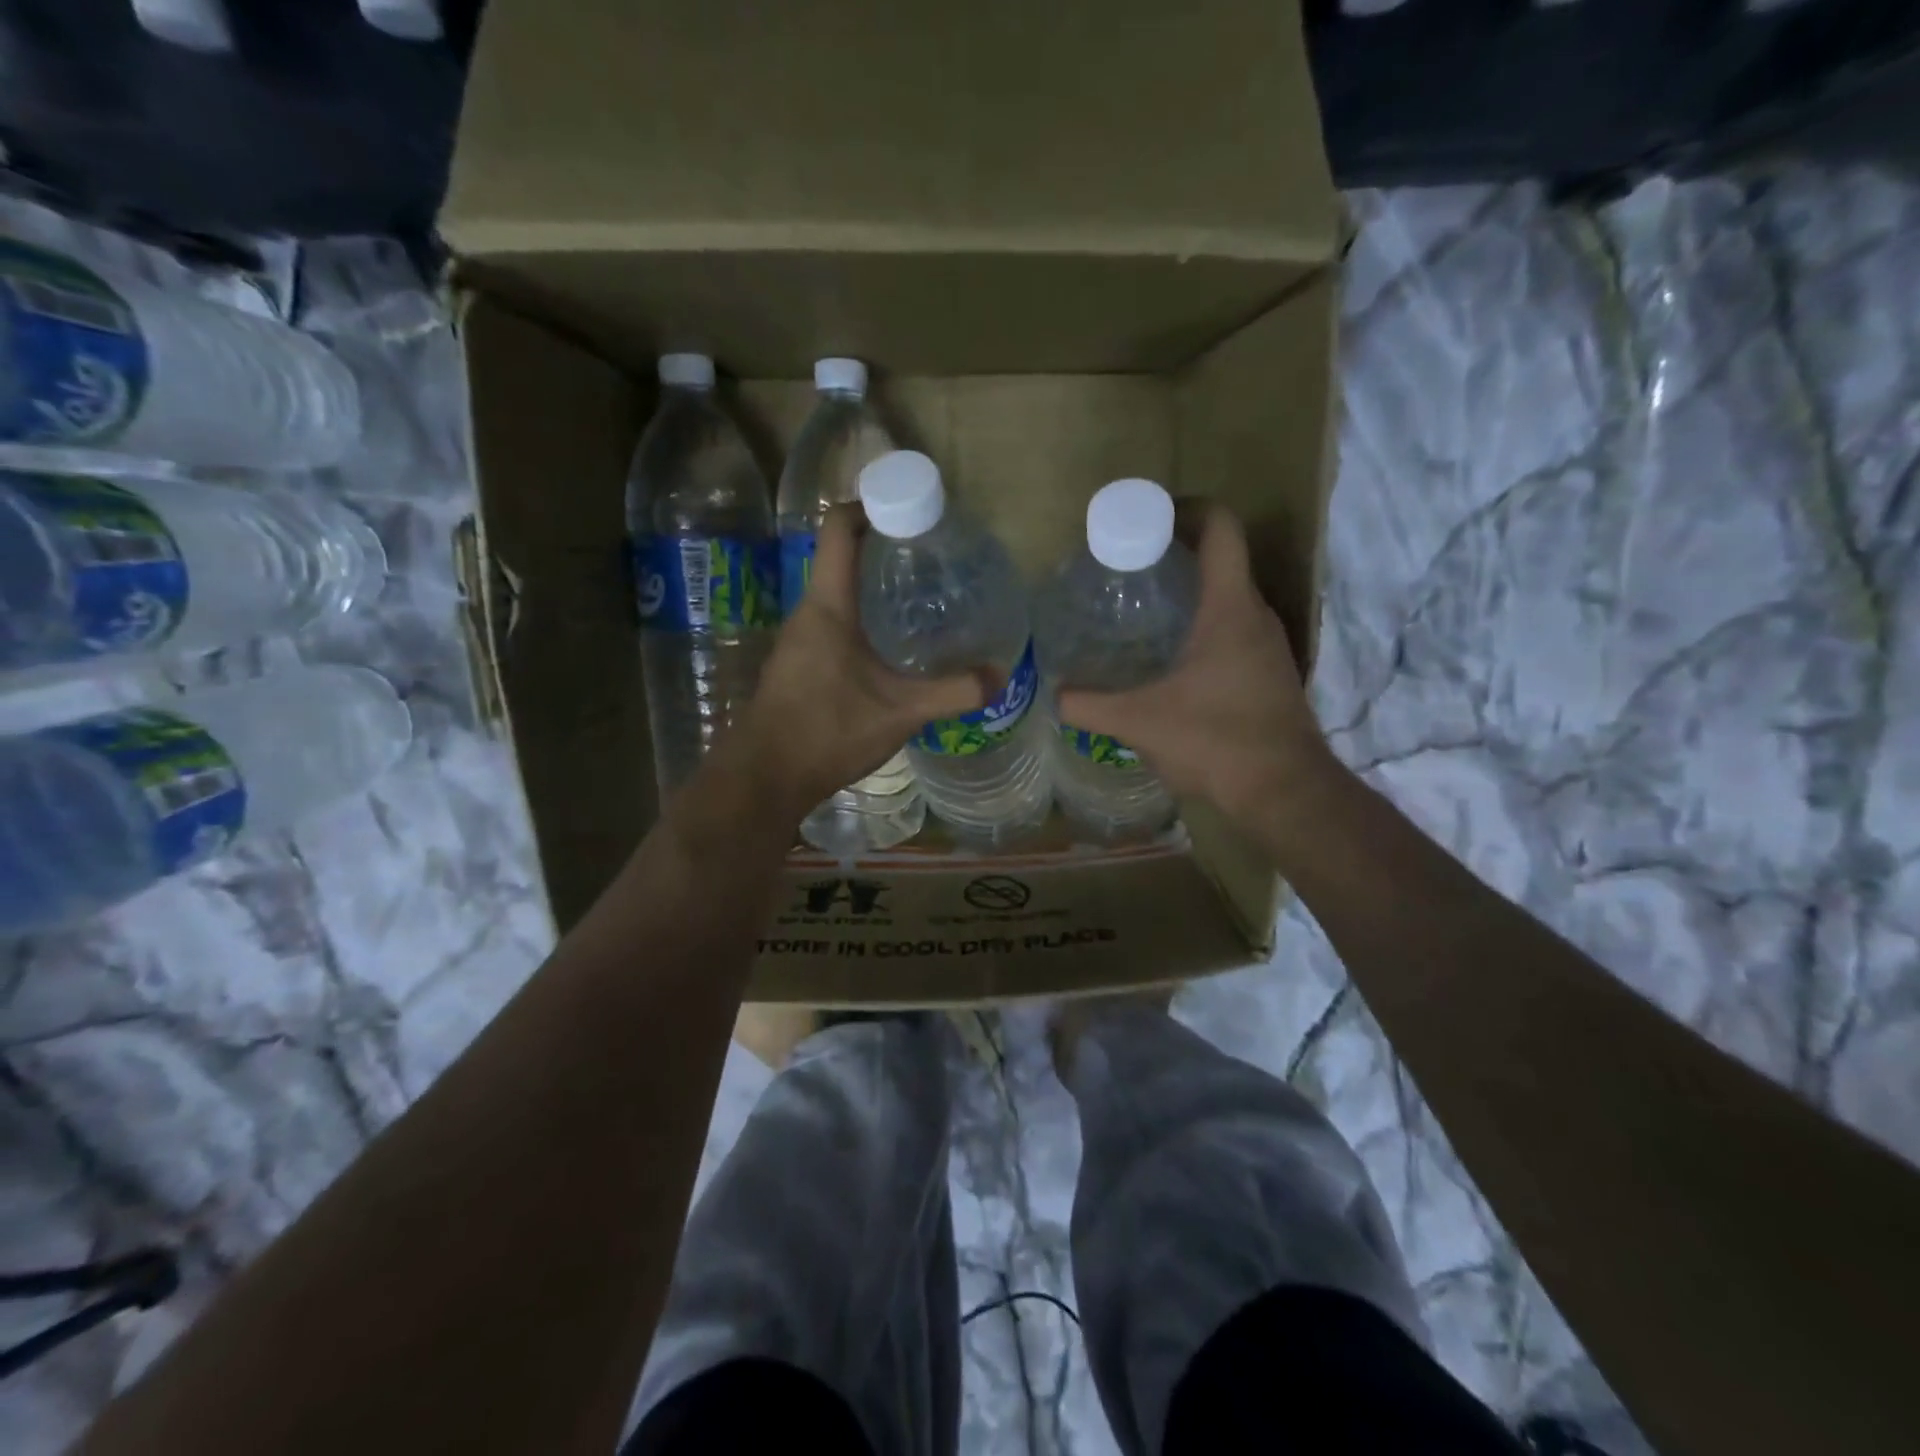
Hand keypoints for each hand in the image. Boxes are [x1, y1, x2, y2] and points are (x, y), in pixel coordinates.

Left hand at [734, 505, 990, 815]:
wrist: (766, 777)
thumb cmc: (828, 731)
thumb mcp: (900, 712)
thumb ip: (953, 692)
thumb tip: (1001, 675)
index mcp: (828, 605)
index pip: (838, 526)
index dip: (872, 503)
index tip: (913, 508)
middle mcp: (809, 612)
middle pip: (842, 555)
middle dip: (886, 546)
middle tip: (934, 555)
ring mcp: (801, 639)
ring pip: (840, 593)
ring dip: (875, 585)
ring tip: (923, 595)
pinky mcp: (801, 664)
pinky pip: (835, 622)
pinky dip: (865, 618)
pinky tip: (895, 644)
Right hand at [1056, 502, 1334, 819]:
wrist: (1284, 791)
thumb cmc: (1214, 740)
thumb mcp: (1139, 721)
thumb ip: (1090, 705)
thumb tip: (1055, 694)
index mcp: (1229, 607)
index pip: (1220, 529)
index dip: (1186, 510)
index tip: (1147, 519)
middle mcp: (1256, 615)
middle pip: (1223, 560)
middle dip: (1177, 554)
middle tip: (1128, 569)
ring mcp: (1269, 646)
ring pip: (1230, 599)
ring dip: (1192, 594)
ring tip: (1143, 612)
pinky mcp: (1270, 674)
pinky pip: (1235, 631)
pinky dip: (1204, 627)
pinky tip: (1172, 660)